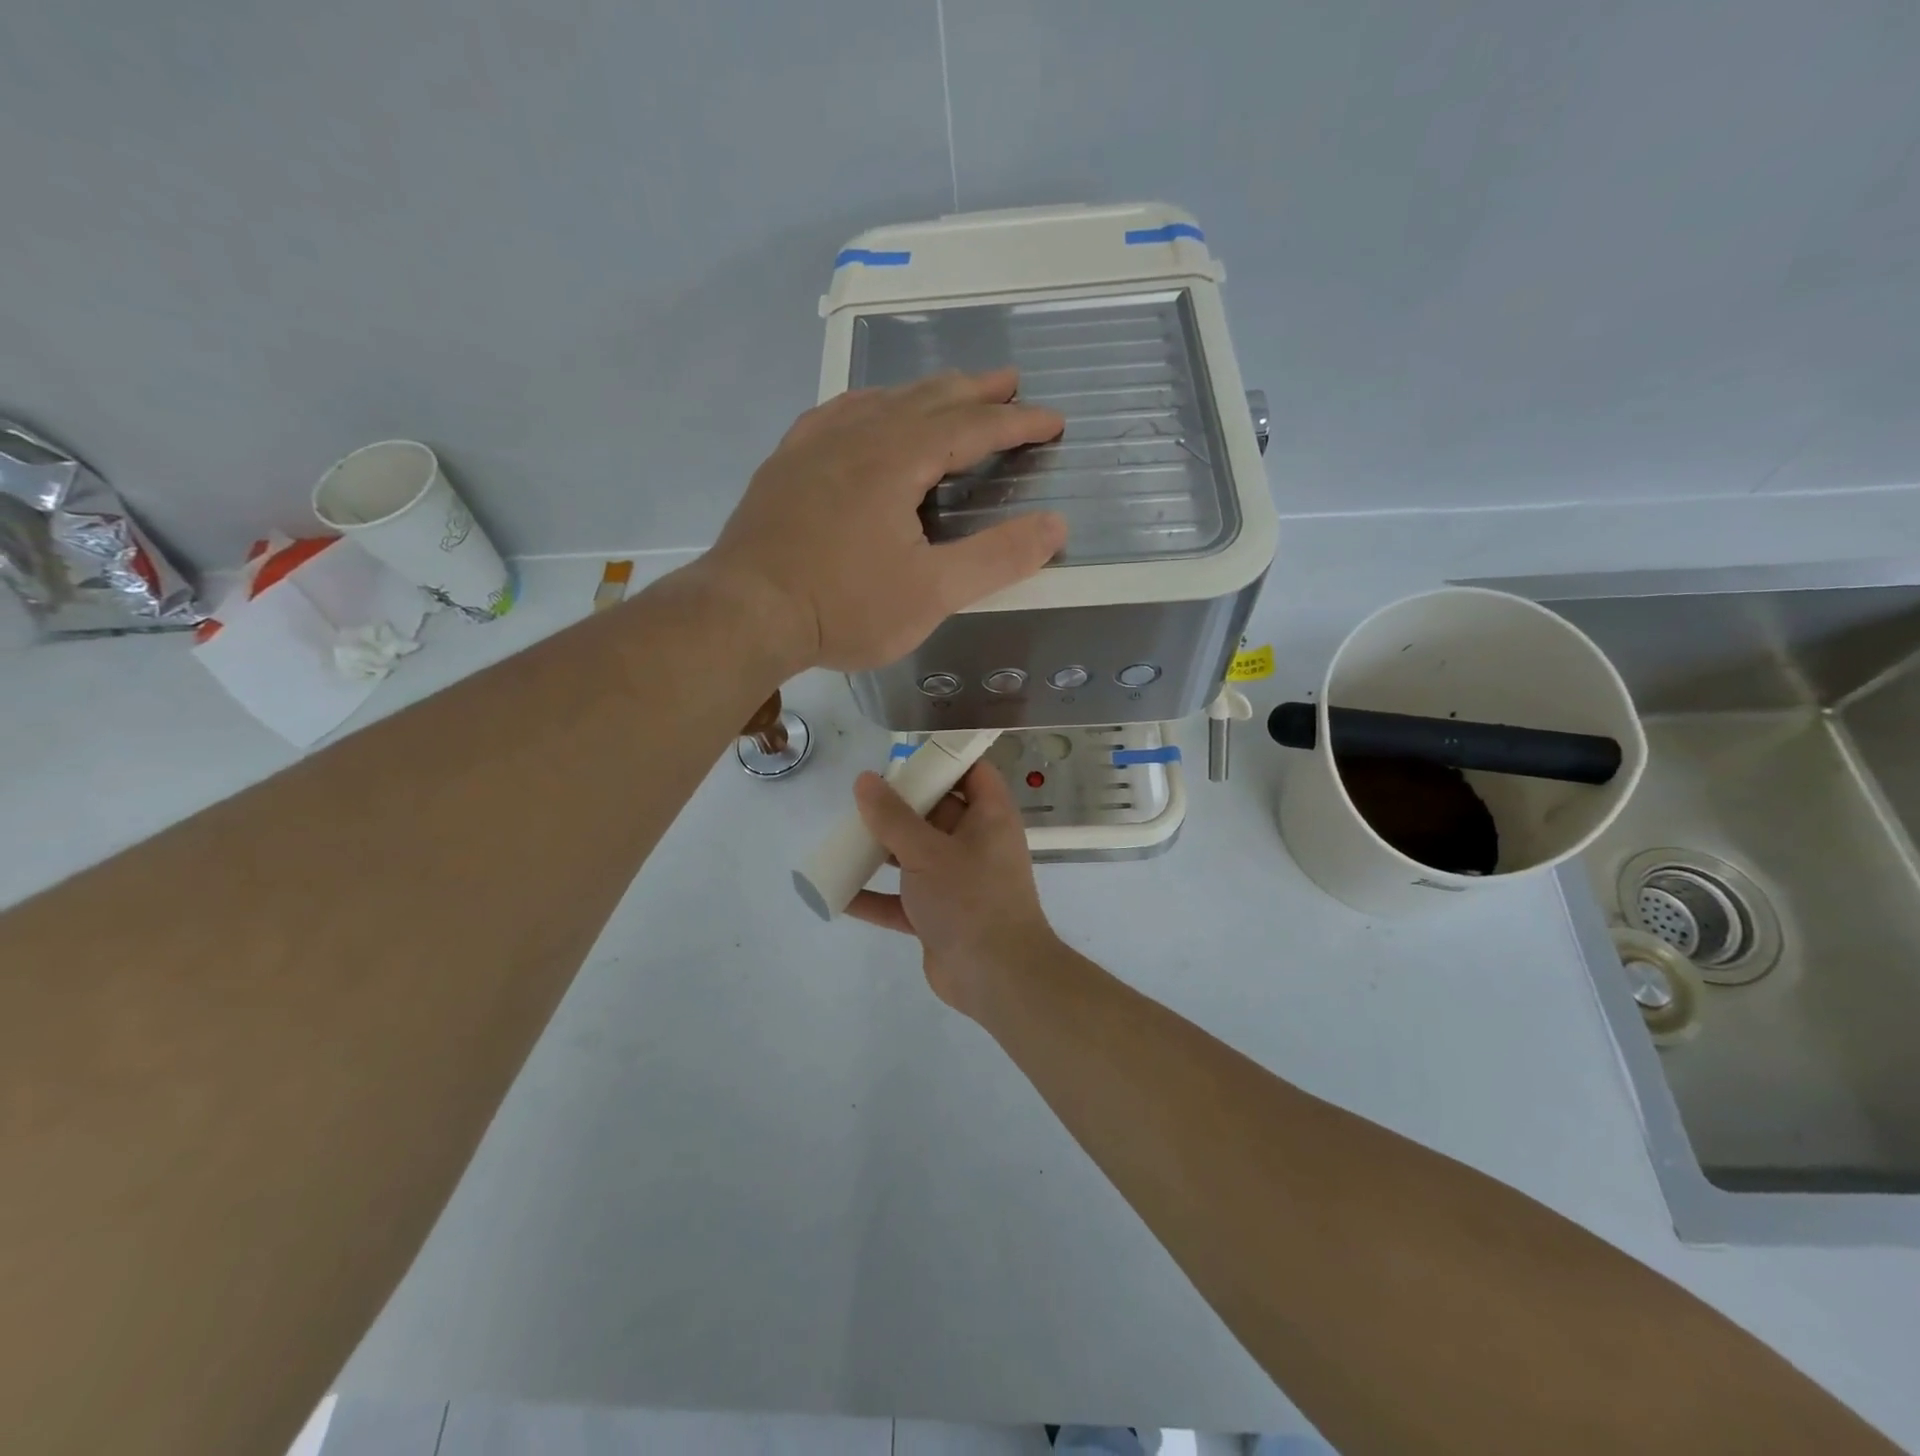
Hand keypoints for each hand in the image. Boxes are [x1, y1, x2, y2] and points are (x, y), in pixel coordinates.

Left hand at [704, 368, 1066, 671]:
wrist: (745, 614)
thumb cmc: (843, 607)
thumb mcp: (932, 593)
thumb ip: (997, 558)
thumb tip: (1055, 525)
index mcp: (897, 458)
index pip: (972, 427)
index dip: (1017, 422)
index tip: (1053, 419)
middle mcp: (857, 435)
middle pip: (927, 398)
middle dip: (975, 391)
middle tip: (1009, 382)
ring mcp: (814, 445)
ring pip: (880, 399)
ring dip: (924, 392)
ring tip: (950, 392)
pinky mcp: (785, 464)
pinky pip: (836, 413)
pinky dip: (869, 404)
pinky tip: (866, 410)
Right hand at [846, 760, 1058, 1019]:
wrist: (997, 977)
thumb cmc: (970, 899)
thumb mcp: (927, 852)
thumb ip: (892, 816)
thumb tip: (865, 780)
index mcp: (989, 818)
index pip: (973, 773)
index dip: (944, 760)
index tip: (905, 756)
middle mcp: (976, 845)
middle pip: (937, 812)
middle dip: (900, 807)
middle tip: (861, 799)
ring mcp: (957, 882)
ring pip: (916, 856)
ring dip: (883, 851)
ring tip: (844, 840)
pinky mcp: (940, 916)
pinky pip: (903, 900)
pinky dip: (876, 897)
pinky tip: (839, 894)